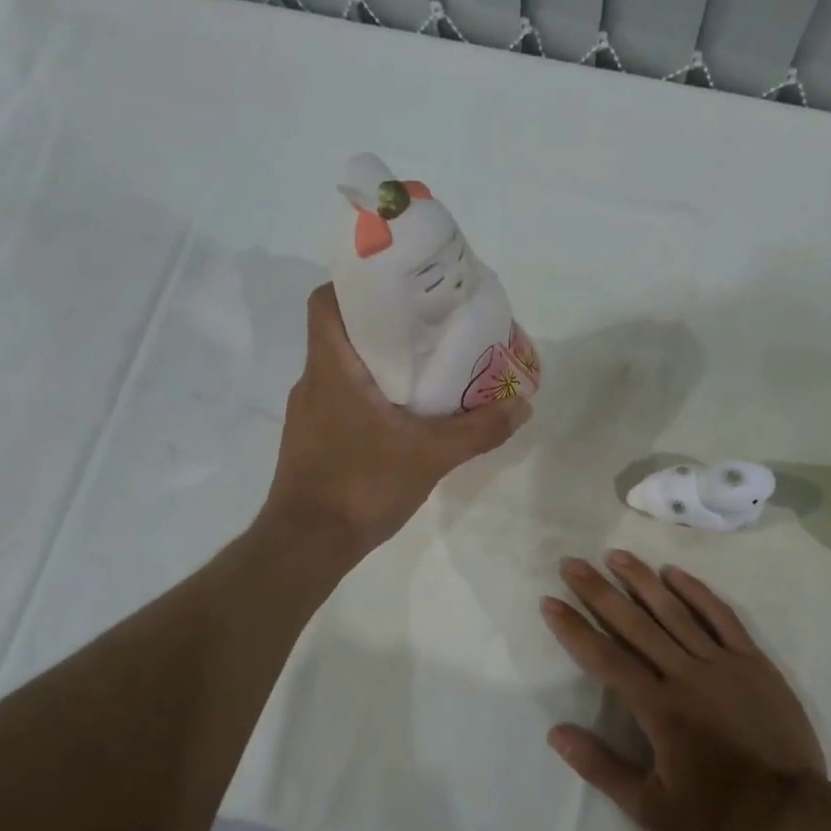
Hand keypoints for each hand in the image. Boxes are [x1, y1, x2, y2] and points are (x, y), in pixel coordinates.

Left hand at [263, 285, 529, 550]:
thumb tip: (523, 405)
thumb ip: (478, 429)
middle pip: (341, 331)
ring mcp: (309, 413)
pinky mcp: (313, 439)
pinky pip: (342, 399)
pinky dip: (369, 394)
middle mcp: (313, 381)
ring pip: (342, 367)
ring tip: (424, 367)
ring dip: (378, 362)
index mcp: (332, 367)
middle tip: (428, 325)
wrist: (307, 545)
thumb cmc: (361, 485)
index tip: (397, 288)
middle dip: (383, 323)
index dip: (356, 285)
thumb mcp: (430, 456)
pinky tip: (402, 415)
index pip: (326, 301)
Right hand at [542, 551, 826, 830]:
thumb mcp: (650, 808)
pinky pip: (721, 616)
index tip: (550, 602)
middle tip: (573, 564)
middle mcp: (685, 674)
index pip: (605, 658)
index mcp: (658, 708)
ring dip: (641, 580)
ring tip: (615, 555)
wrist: (792, 816)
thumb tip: (556, 732)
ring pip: (674, 611)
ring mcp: (722, 662)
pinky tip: (674, 573)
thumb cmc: (716, 814)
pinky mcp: (752, 661)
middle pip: (634, 623)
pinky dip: (696, 592)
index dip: (574, 629)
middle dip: (599, 592)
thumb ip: (601, 767)